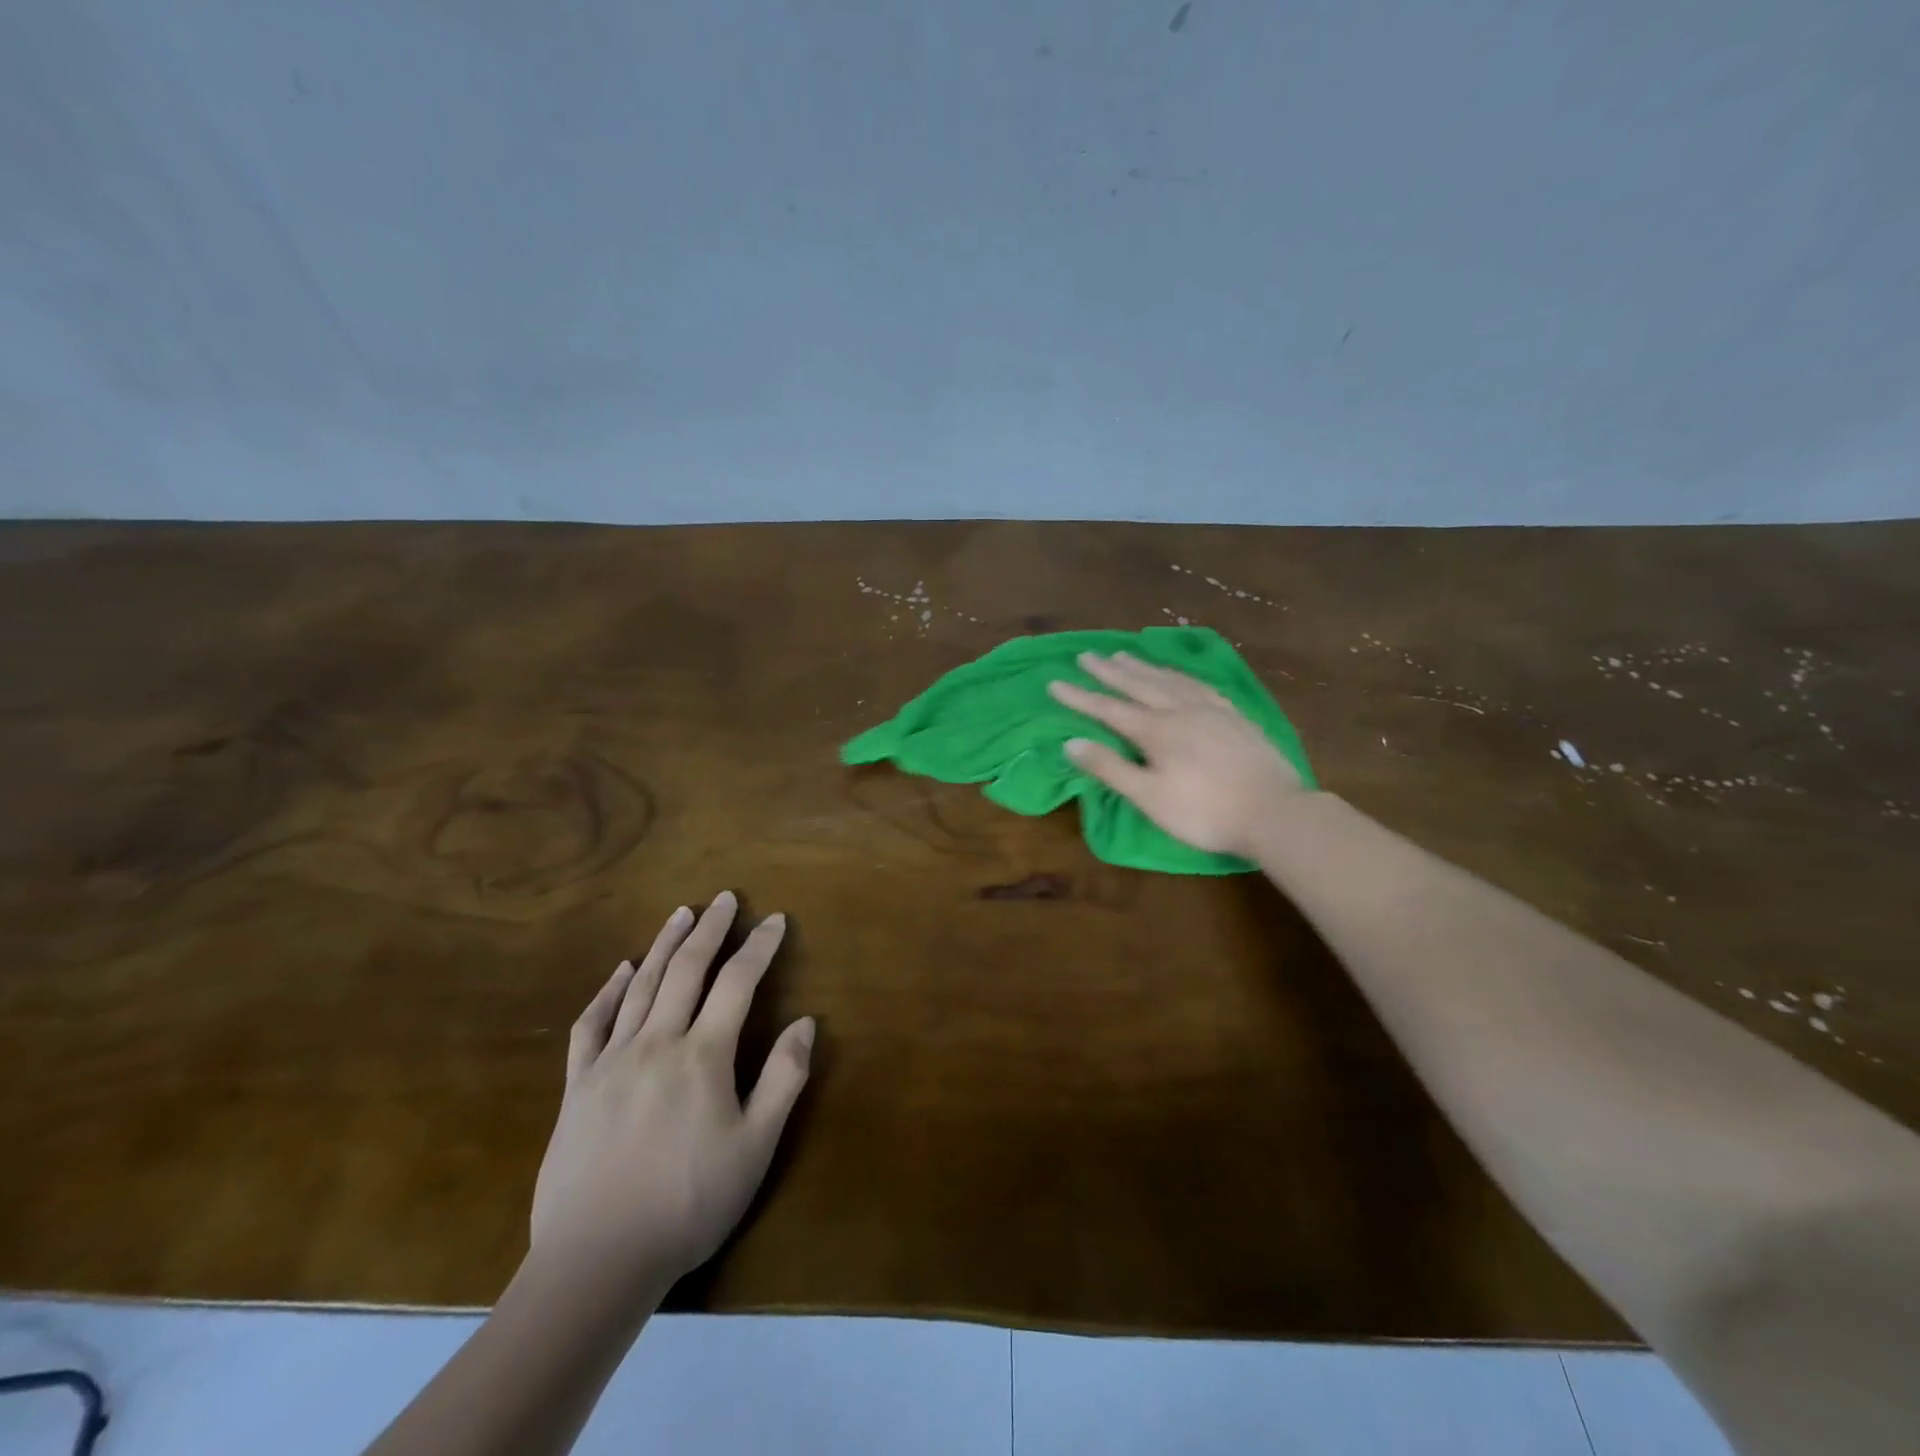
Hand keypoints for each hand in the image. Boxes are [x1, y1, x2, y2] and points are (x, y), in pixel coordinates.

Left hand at [530, 891, 814, 1291]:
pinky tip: (621, 971)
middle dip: (710, 929)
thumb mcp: (755, 1148)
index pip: (737, 984)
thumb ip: (783, 1080)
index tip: (774, 919)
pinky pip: (591, 1025)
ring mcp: (612, 1061)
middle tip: (724, 898)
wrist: (596, 1261)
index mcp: (703, 1056)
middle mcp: (657, 1043)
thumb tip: (805, 1023)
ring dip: (663, 944)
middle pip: (687, 970)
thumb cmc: (688, 1204)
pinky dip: (608, 991)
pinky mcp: (577, 1086)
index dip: (759, 947)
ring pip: (641, 986)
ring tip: (681, 913)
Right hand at [1049, 651, 1306, 858]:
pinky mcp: (1235, 715)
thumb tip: (1071, 743)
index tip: (1054, 682)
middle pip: (1138, 684)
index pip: (1108, 708)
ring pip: (1169, 679)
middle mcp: (1180, 710)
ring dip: (1142, 666)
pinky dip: (1179, 674)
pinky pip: (1199, 684)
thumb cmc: (1204, 812)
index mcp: (1156, 731)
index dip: (1079, 696)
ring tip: (1123, 655)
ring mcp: (1212, 709)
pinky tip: (1177, 674)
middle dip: (1108, 671)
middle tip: (1086, 655)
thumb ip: (1110, 768)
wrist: (1274, 812)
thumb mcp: (1149, 797)